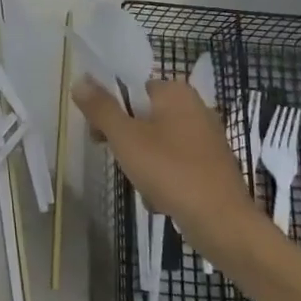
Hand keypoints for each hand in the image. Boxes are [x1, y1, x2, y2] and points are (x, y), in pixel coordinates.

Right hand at [72, 76, 266, 261]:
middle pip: (143, 115)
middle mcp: (196, 108)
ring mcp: (206, 138)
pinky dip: (163, 178)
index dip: (110, 107)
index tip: (98, 132)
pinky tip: (159, 197)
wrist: (220, 220)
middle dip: (125, 139)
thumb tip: (80, 80)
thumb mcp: (125, 137)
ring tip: (139, 182)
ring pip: (156, 142)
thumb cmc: (170, 170)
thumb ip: (101, 108)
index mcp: (177, 93)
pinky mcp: (211, 165)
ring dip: (141, 162)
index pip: (132, 87)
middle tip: (116, 157)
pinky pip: (174, 164)